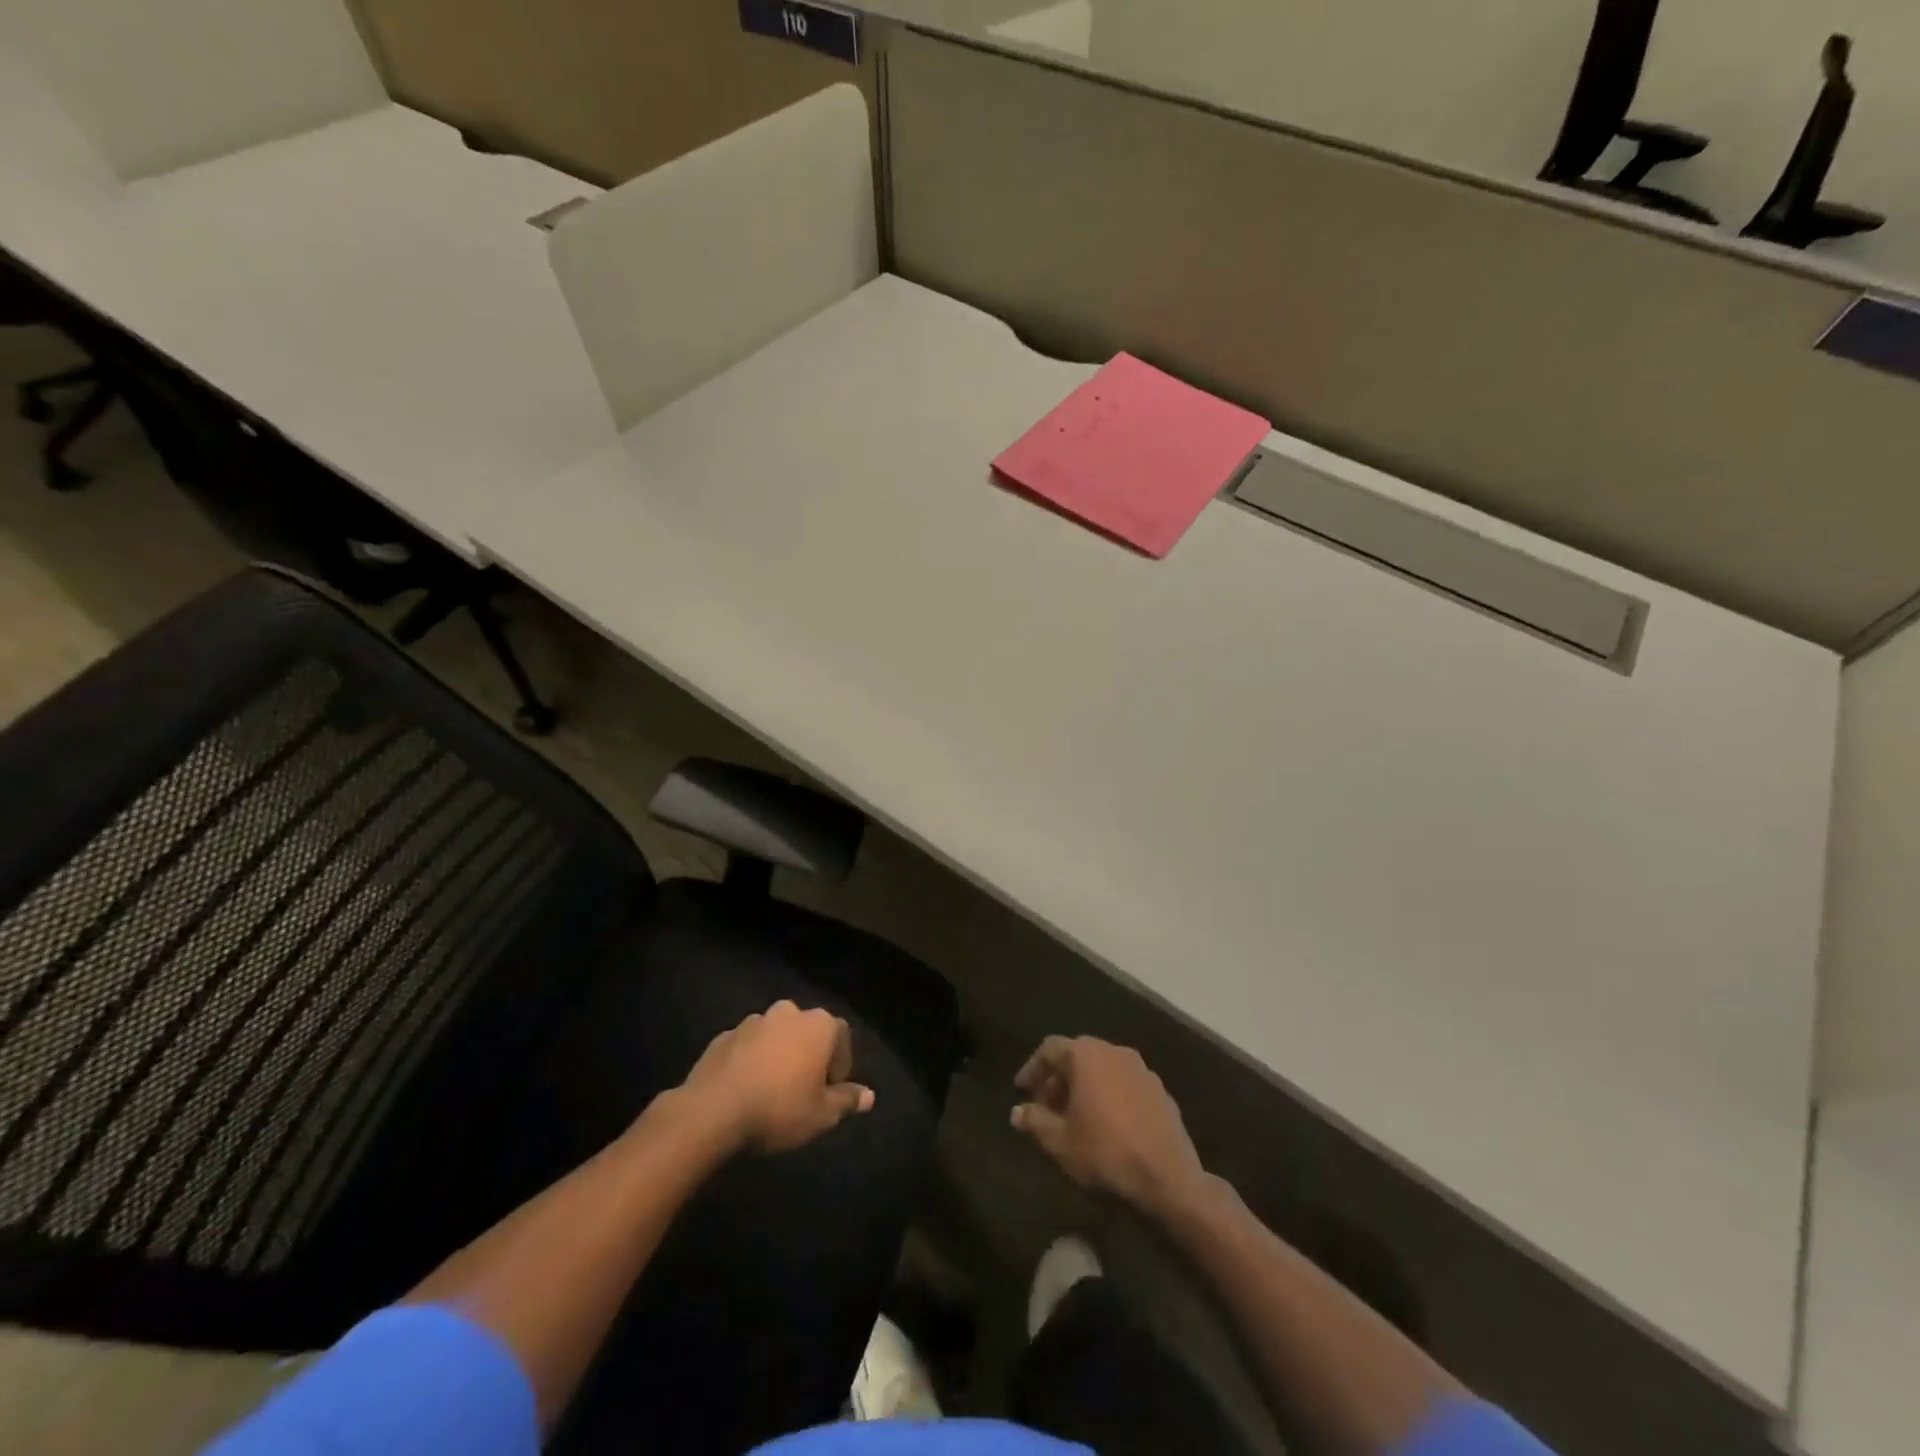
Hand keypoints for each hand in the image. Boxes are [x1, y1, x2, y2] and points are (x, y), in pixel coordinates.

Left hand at [681, 1001, 874, 1152]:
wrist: (712, 1110)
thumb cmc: (779, 1108)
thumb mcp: (822, 1115)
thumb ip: (847, 1100)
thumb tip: (869, 1096)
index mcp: (818, 1025)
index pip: (841, 1036)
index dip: (839, 1064)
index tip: (829, 1092)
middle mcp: (788, 1013)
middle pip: (807, 1031)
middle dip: (808, 1054)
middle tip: (802, 1089)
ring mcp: (752, 1021)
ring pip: (775, 1036)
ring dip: (778, 1055)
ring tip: (771, 1090)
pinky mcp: (723, 1036)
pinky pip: (747, 1046)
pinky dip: (750, 1060)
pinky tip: (744, 1089)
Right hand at [1011, 1036, 1205, 1213]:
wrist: (1169, 1178)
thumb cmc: (1105, 1153)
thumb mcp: (1060, 1142)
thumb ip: (1035, 1121)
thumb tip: (1018, 1112)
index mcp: (1086, 1055)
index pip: (1050, 1049)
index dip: (1032, 1069)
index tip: (1021, 1090)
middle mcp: (1114, 1051)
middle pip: (1077, 1056)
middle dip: (1058, 1079)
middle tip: (1046, 1106)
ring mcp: (1142, 1069)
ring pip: (1103, 1069)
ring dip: (1084, 1087)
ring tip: (1074, 1117)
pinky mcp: (1161, 1091)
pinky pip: (1124, 1084)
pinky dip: (1108, 1095)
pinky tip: (1105, 1125)